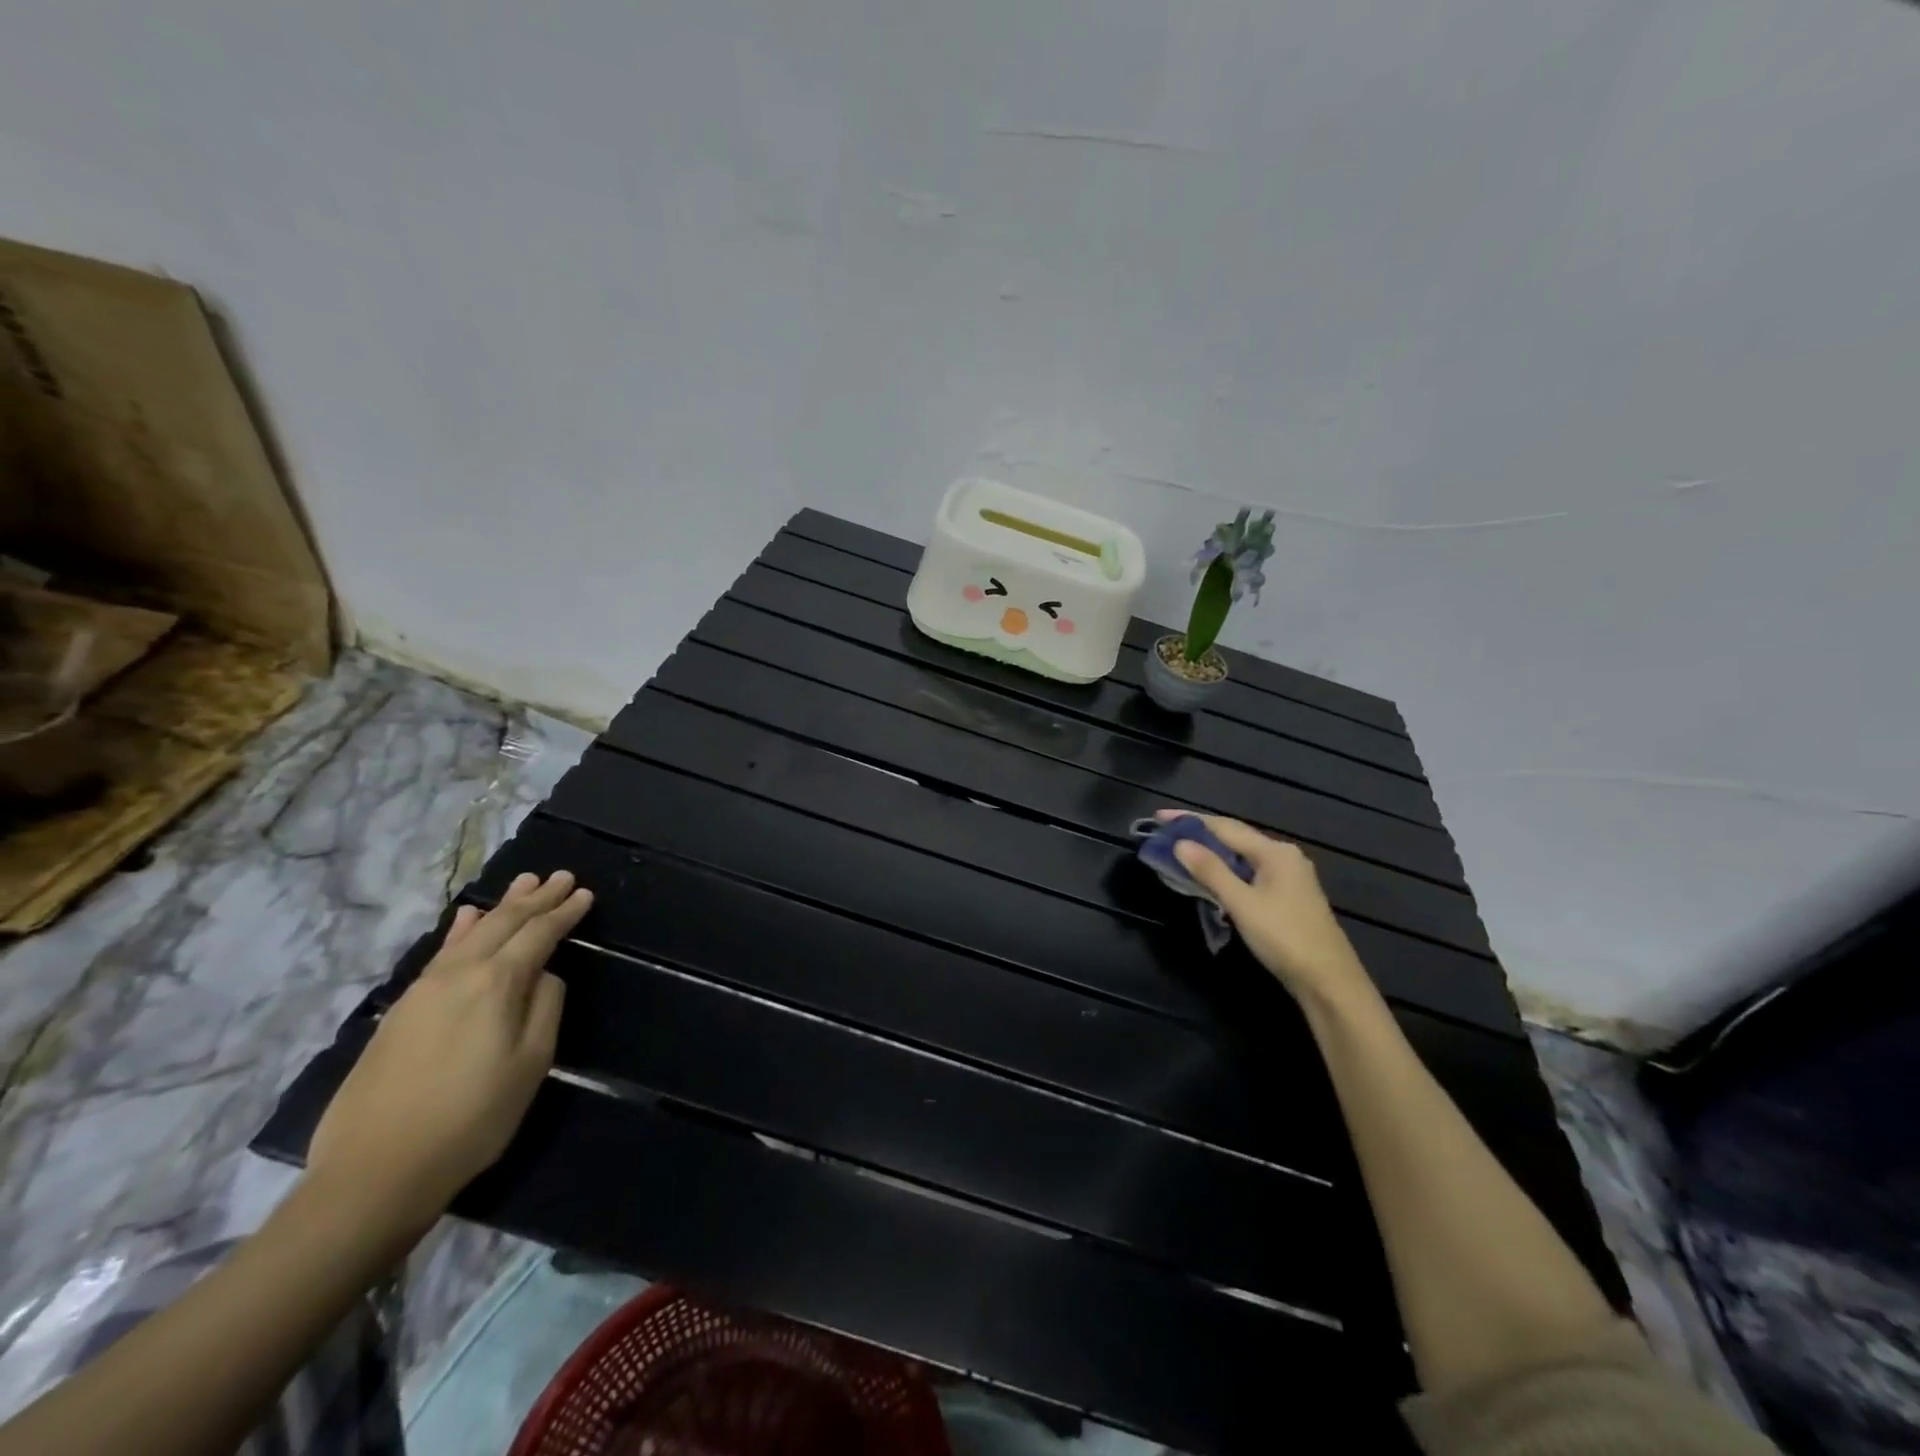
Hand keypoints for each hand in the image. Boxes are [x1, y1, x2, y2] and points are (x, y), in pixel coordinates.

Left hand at [307, 870, 593, 1234]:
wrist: (375, 1171)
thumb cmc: (472, 1118)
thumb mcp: (531, 1064)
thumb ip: (545, 1007)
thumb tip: (544, 975)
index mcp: (497, 983)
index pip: (539, 934)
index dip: (564, 912)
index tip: (585, 893)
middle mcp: (459, 973)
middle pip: (504, 923)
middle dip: (536, 898)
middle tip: (561, 876)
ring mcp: (424, 989)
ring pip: (471, 932)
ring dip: (501, 906)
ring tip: (523, 882)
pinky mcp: (401, 1009)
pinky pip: (441, 952)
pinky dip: (461, 929)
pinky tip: (467, 918)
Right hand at [1157, 811, 1370, 1005]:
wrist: (1329, 982)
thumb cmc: (1284, 938)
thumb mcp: (1242, 904)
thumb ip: (1211, 871)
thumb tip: (1181, 843)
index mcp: (1275, 852)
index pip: (1225, 827)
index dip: (1190, 821)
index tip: (1160, 817)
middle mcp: (1284, 857)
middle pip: (1234, 838)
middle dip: (1199, 834)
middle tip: (1166, 834)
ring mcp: (1288, 877)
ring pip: (1241, 857)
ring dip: (1211, 854)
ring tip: (1180, 852)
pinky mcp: (1287, 897)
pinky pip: (1249, 873)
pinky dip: (1225, 871)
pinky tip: (1210, 878)